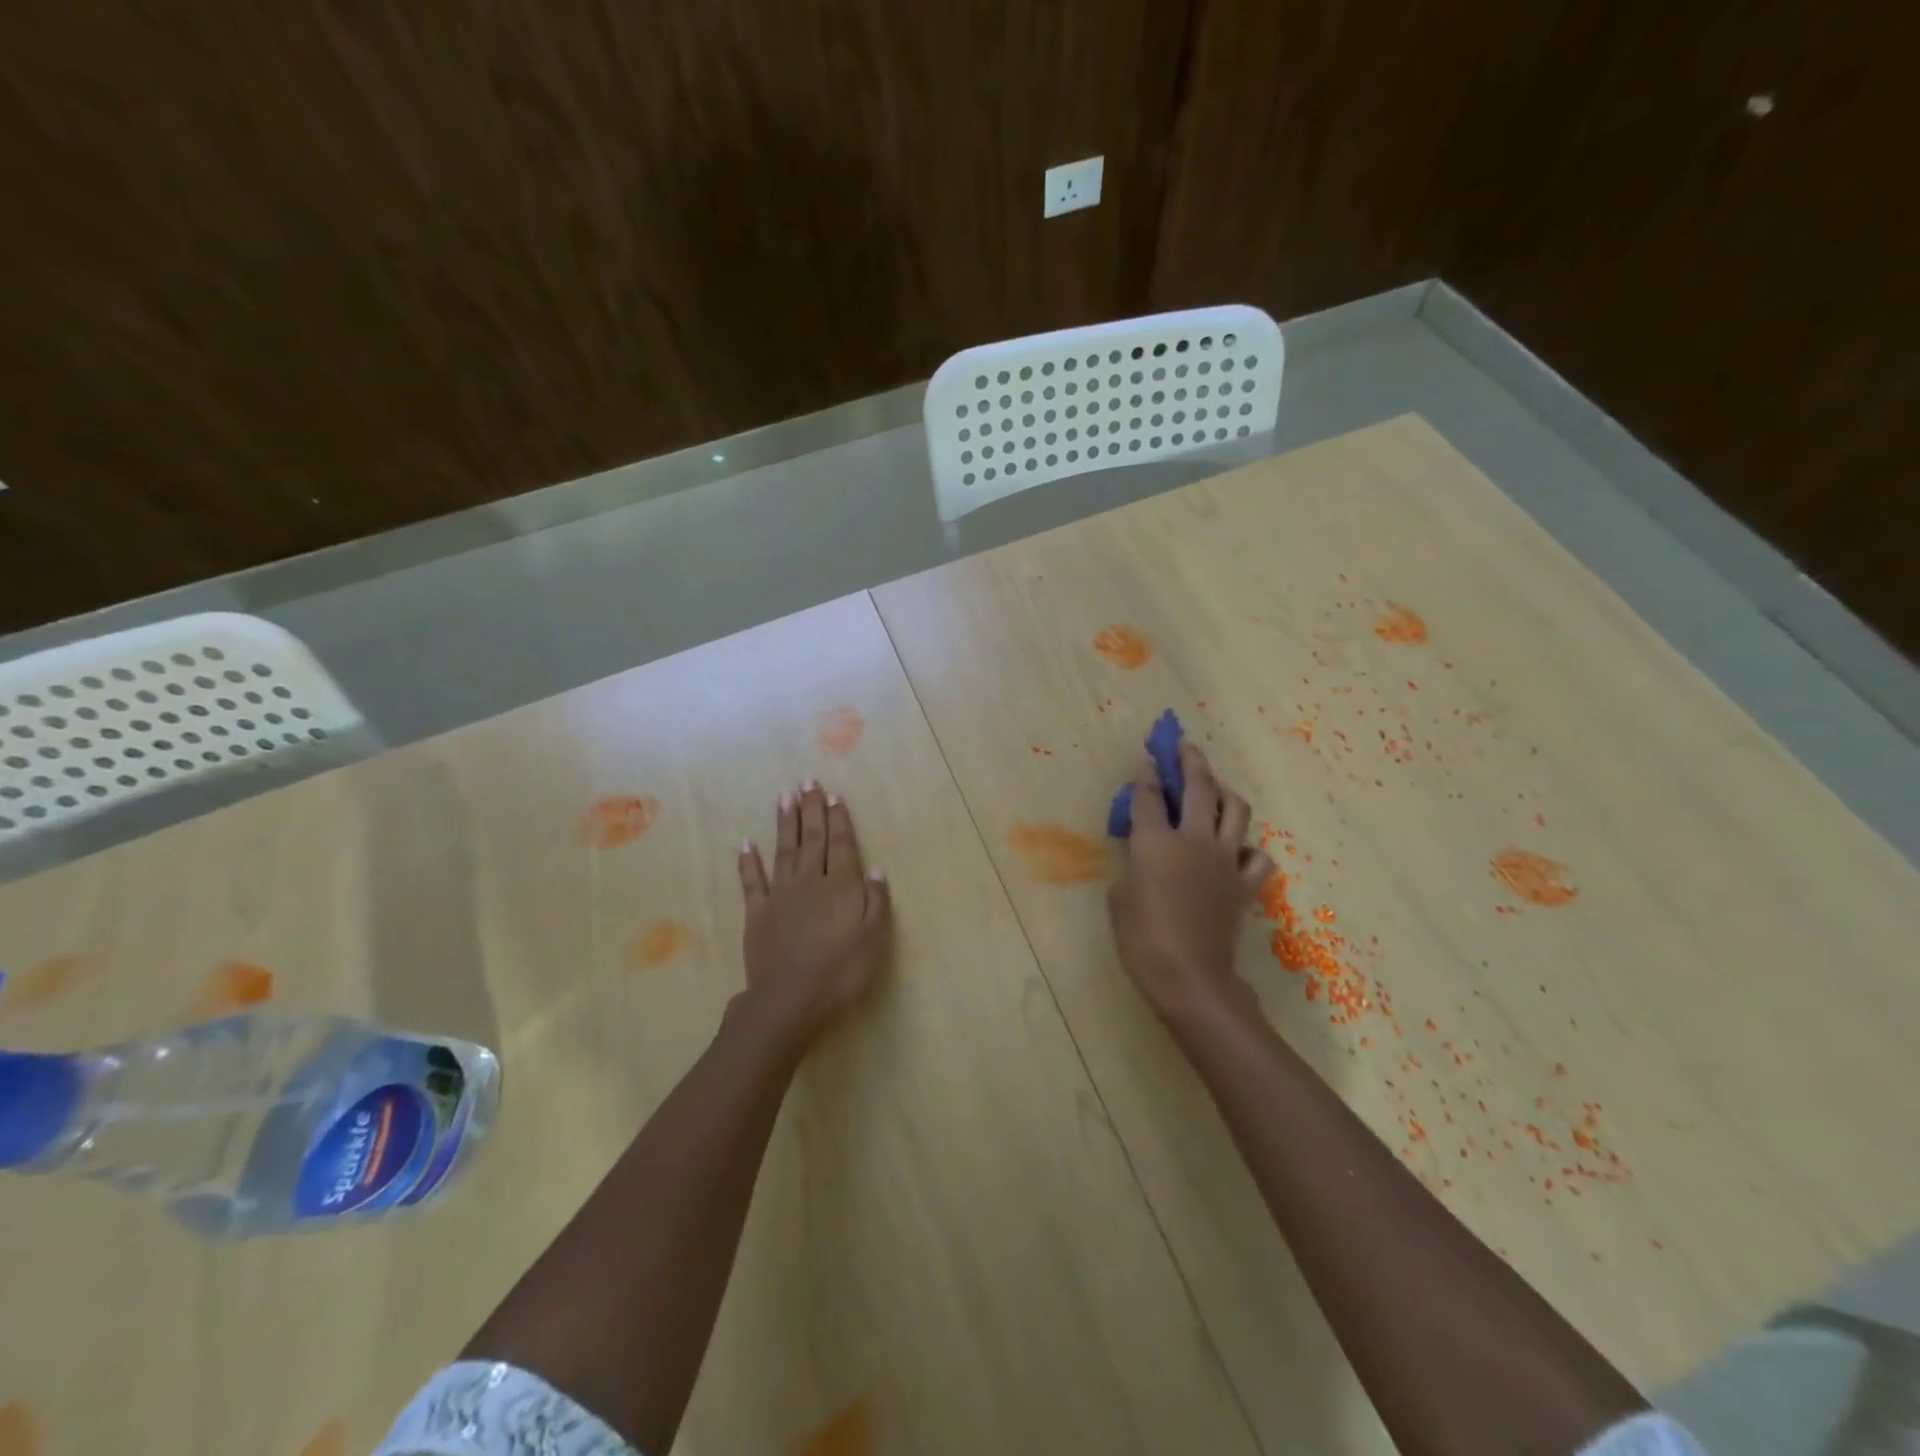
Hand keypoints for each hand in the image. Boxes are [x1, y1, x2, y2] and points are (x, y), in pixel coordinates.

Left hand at [736, 779, 892, 1044]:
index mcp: (840, 885)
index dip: (839, 819)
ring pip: (784, 850)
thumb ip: (876, 900)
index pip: (841, 844)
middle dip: (812, 809)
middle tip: (808, 780)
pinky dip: (749, 861)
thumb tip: (875, 868)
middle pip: (813, 839)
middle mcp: (809, 881)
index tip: (833, 794)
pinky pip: (752, 881)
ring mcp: (780, 895)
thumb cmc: (840, 971)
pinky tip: (746, 842)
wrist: (789, 1000)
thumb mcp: (874, 939)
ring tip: (784, 796)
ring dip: (785, 822)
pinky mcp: (757, 913)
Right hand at [1107, 742, 1272, 1025]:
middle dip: (1190, 761)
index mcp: (1155, 842)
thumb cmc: (1142, 940)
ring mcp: (1225, 860)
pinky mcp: (1245, 885)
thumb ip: (1131, 869)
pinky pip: (1256, 855)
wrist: (1190, 977)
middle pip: (1199, 787)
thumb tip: (1143, 861)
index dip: (1147, 775)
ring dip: (1225, 791)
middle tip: (1184, 747)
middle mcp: (1194, 840)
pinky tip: (1237, 850)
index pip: (1149, 796)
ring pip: (1236, 810)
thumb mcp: (1119, 899)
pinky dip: (1248, 847)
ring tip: (1216, 787)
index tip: (1148, 761)